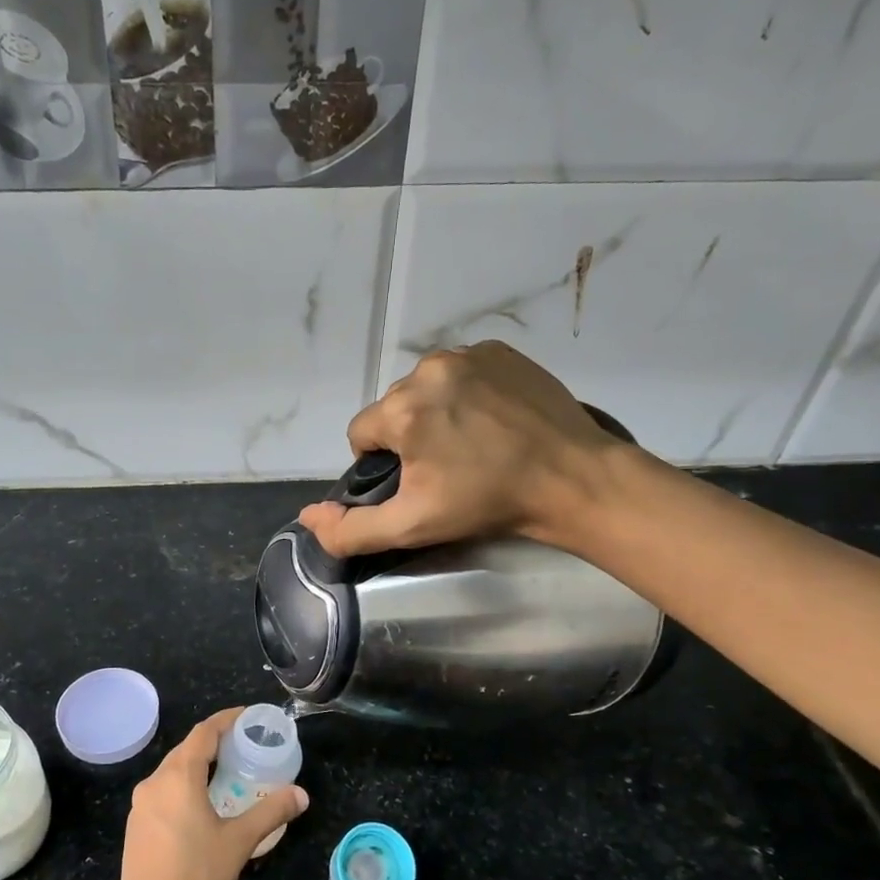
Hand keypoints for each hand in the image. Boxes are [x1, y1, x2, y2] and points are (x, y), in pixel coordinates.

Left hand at [116, 709, 309, 879]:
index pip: (203, 733)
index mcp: (177, 777)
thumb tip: (301, 795)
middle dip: (214, 743)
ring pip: (172, 773)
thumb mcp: (240, 841)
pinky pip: (162, 793)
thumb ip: (271, 811)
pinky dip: (184, 788)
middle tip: (244, 746)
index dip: (226, 720)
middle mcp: (153, 783)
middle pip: (186, 750)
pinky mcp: (135, 828)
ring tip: (227, 773)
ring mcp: (140, 807)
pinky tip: (201, 806)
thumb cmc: (198, 878)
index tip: (248, 717)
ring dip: (198, 766)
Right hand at [298, 341, 626, 557]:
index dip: (381, 464)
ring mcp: (468, 354)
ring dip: (438, 412)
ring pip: (428, 388)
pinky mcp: (501, 350)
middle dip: (410, 436)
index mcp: (401, 409)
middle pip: (395, 409)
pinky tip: (494, 420)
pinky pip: (463, 372)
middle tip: (449, 469)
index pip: (361, 434)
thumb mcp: (412, 526)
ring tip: (474, 443)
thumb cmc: (486, 504)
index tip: (418, 483)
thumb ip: (350, 529)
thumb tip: (307, 515)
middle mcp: (427, 369)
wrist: (572, 479)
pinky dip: (468, 393)